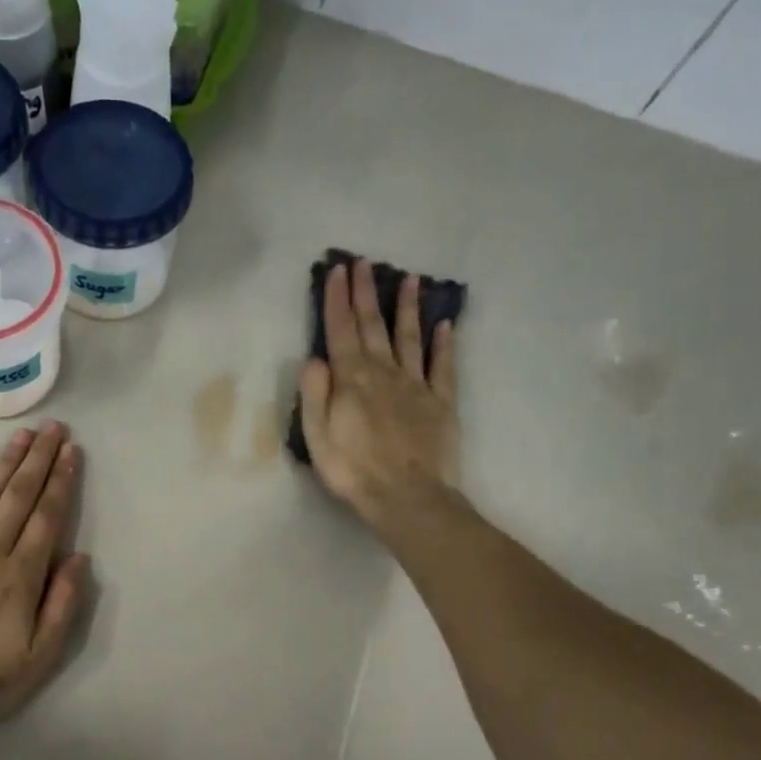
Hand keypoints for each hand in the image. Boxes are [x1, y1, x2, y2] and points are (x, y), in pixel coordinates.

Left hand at [0, 422, 90, 737]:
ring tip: (23, 435)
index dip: (61, 482)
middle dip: (39, 460)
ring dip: (6, 464)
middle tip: (54, 428)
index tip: (72, 452)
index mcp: (22, 576)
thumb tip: (79, 558)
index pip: (48, 518)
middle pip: (19, 497)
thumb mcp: (42, 655)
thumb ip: (62, 604)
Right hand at [299, 256, 461, 531]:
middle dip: (366, 293)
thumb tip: (315, 357)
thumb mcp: (317, 437)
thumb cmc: (354, 471)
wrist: (407, 496)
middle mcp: (385, 373)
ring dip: (407, 308)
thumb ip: (315, 394)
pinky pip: (443, 366)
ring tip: (408, 278)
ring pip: (410, 337)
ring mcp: (417, 385)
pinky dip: (444, 343)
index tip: (337, 270)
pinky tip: (445, 324)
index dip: (337, 300)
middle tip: (363, 262)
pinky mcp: (441, 402)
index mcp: (352, 380)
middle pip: (374, 326)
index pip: (340, 331)